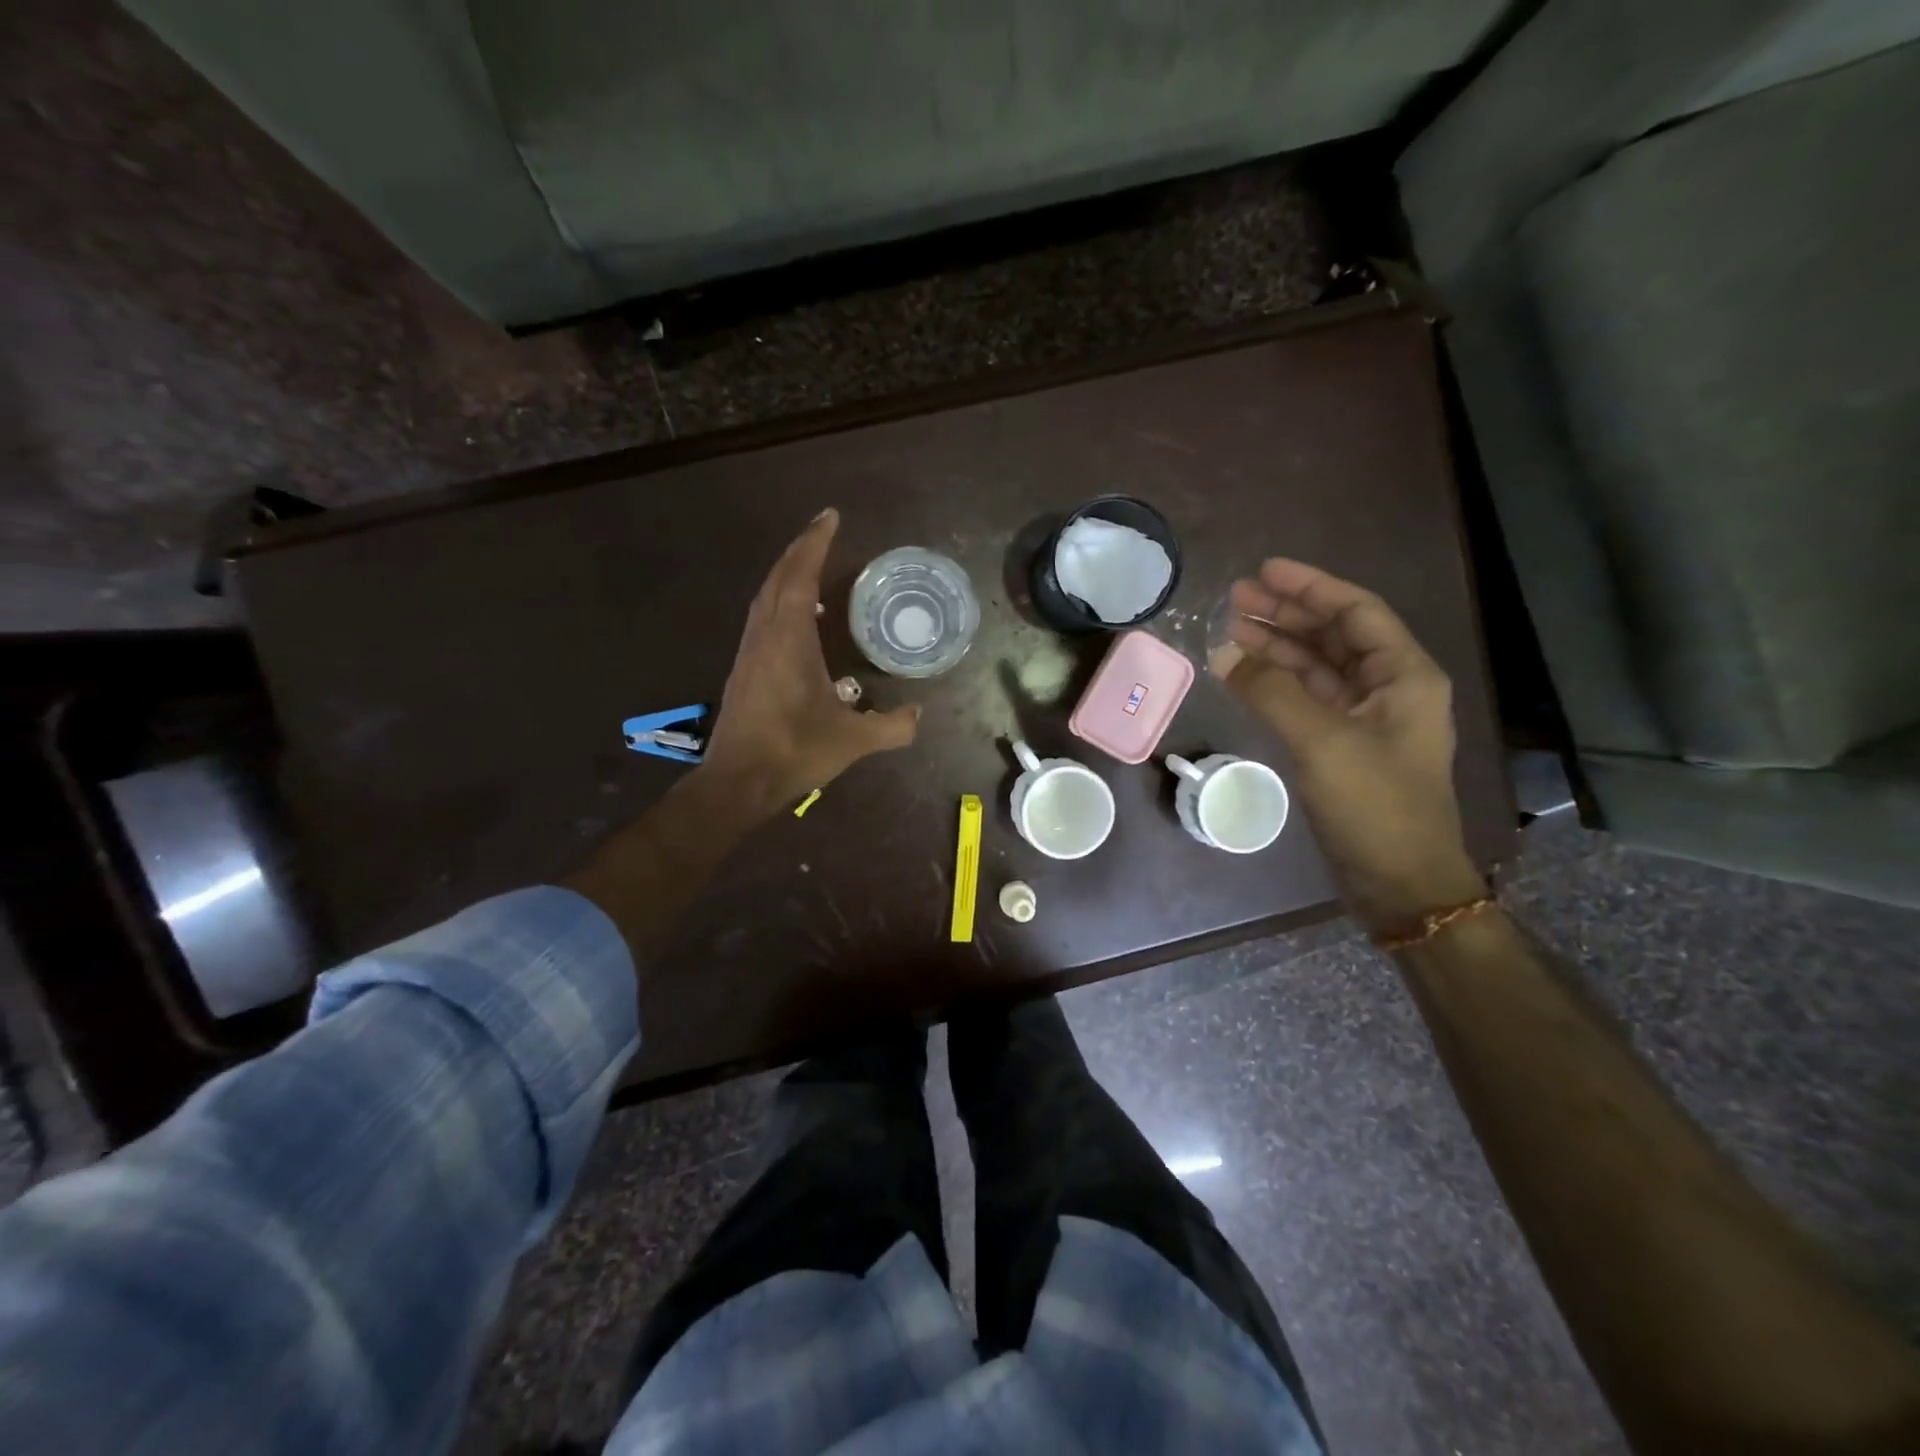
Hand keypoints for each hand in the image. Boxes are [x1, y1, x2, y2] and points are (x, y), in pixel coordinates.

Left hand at [700, 508, 918, 812]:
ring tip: (810, 565)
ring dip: (785, 573)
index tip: (830, 516)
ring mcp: (749, 652)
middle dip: (800, 550)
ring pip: (764, 597)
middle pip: (778, 577)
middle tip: (823, 531)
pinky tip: (794, 615)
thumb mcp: (853, 740)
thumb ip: (892, 726)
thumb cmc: (795, 751)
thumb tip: (919, 714)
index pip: (801, 576)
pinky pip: (761, 618)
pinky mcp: (743, 669)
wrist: (738, 782)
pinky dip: (778, 600)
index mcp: (790, 638)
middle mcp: (764, 635)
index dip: (815, 543)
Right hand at [1211, 558, 1482, 934]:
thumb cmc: (1375, 806)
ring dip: (1277, 647)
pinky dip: (1276, 684)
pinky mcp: (1343, 746)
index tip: (1264, 570)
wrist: (1400, 883)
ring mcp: (1365, 719)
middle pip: (1334, 635)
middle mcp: (1388, 689)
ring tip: (1230, 629)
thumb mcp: (1322, 742)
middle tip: (1234, 598)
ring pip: (1318, 667)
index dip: (1311, 587)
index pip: (1356, 612)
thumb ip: (1272, 692)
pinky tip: (1243, 674)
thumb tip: (1224, 652)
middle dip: (1286, 614)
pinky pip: (1307, 699)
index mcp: (1403, 676)